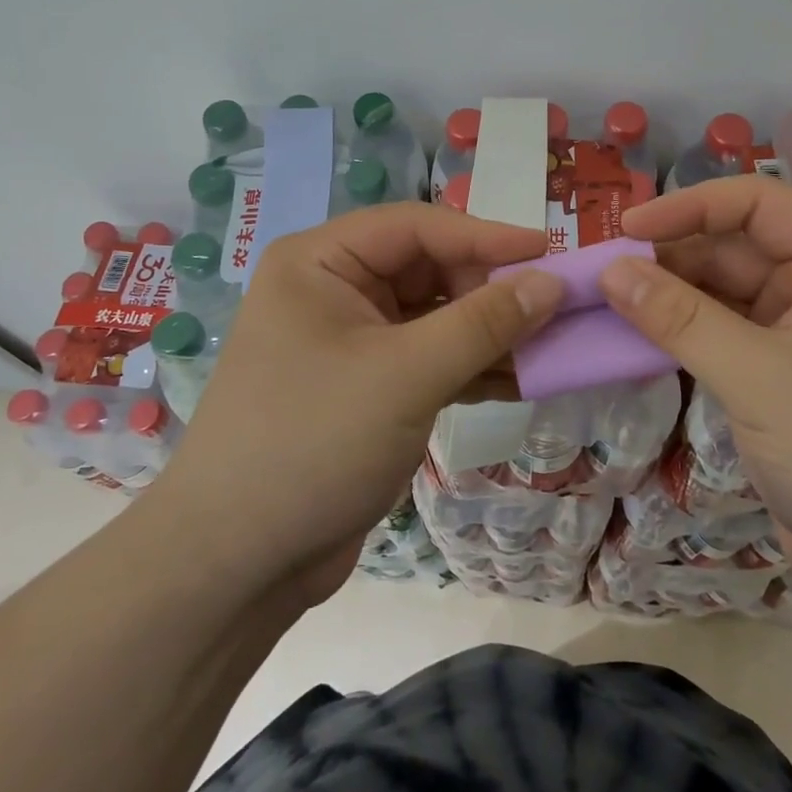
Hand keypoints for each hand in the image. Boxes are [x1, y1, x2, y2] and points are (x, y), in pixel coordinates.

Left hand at [156, 202, 562, 604]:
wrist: (237, 564)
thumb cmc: (312, 443)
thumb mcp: (405, 375)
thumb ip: (484, 323)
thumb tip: (552, 282)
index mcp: (320, 262)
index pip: (417, 227)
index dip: (487, 235)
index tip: (551, 252)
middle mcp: (333, 290)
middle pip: (429, 269)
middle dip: (491, 290)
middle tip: (554, 310)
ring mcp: (351, 341)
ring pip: (435, 317)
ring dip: (490, 332)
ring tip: (552, 344)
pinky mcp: (367, 388)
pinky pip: (430, 359)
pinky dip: (472, 367)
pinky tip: (522, 379)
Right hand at [607, 177, 791, 607]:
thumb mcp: (762, 378)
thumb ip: (681, 320)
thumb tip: (611, 271)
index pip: (758, 203)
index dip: (690, 207)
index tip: (626, 231)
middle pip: (733, 246)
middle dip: (669, 256)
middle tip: (600, 275)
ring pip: (720, 293)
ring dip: (667, 297)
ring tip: (603, 303)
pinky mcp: (777, 379)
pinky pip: (718, 336)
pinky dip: (678, 335)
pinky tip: (633, 339)